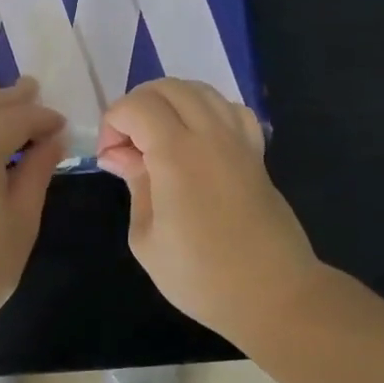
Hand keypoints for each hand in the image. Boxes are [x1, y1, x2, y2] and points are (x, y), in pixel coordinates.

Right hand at [97, 78, 317, 336]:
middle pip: (167, 87)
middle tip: (127, 146)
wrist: (273, 296)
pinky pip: (230, 109)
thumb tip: (119, 155)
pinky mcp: (256, 153)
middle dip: (136, 106)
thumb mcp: (146, 237)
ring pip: (200, 90)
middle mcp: (210, 134)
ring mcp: (239, 140)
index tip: (110, 159)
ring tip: (157, 139)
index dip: (112, 123)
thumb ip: (134, 184)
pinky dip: (206, 110)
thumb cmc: (201, 275)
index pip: (136, 106)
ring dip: (169, 103)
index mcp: (177, 154)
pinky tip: (197, 139)